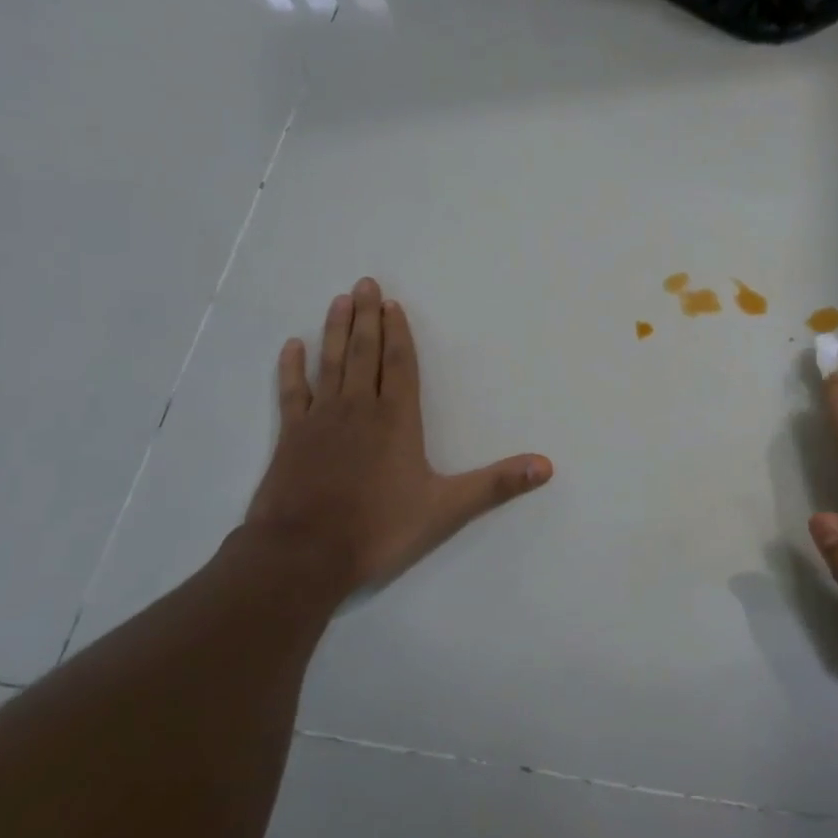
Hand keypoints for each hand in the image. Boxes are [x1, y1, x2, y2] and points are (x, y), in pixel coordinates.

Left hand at [242, 278, 552, 603]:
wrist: (304, 554)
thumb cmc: (379, 528)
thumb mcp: (447, 509)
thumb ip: (496, 484)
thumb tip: (546, 466)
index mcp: (396, 420)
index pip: (400, 365)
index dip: (398, 333)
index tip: (391, 304)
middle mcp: (359, 409)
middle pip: (364, 353)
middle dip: (366, 318)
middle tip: (364, 284)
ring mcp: (320, 420)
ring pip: (330, 363)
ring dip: (334, 331)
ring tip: (338, 300)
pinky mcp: (291, 437)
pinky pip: (292, 393)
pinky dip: (291, 368)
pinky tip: (292, 346)